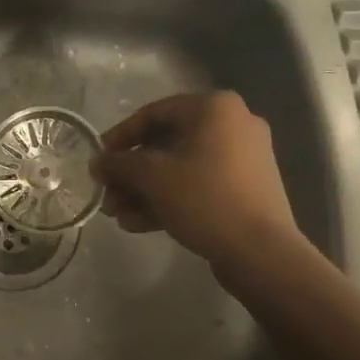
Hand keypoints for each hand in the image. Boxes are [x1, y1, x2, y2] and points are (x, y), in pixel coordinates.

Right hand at [92, 92, 303, 274]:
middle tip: (107, 194)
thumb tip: (97, 162)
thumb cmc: (204, 198)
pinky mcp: (246, 189)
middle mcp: (233, 124)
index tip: (99, 158)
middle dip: (132, 173)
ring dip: (146, 190)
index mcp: (214, 108)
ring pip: (181, 168)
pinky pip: (200, 185)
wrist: (261, 251)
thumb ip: (119, 164)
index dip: (120, 136)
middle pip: (167, 144)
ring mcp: (243, 158)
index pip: (154, 113)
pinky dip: (170, 199)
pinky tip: (139, 224)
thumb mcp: (153, 177)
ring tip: (118, 216)